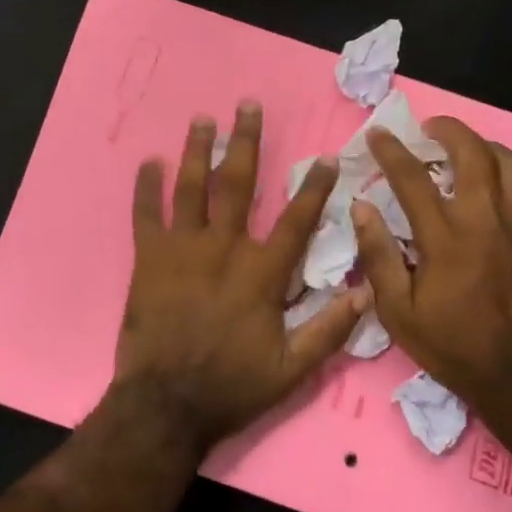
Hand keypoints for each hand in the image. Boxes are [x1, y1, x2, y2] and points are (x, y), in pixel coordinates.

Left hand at [114, 101, 367, 450]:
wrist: (166, 405)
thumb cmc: (231, 386)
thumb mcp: (292, 370)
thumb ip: (329, 330)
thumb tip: (365, 293)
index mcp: (261, 273)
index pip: (296, 220)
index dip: (314, 187)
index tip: (326, 158)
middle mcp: (223, 248)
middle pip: (238, 184)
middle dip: (244, 142)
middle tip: (247, 106)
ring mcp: (182, 249)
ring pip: (191, 188)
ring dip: (197, 150)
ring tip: (202, 119)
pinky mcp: (148, 259)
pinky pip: (145, 214)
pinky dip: (146, 187)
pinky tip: (149, 162)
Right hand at [349, 116, 511, 419]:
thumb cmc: (453, 345)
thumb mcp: (398, 311)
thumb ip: (378, 255)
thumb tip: (361, 208)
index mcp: (445, 237)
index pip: (412, 177)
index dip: (391, 150)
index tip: (378, 133)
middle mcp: (487, 221)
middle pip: (472, 153)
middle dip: (448, 129)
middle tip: (431, 128)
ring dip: (486, 149)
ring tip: (470, 152)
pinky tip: (511, 193)